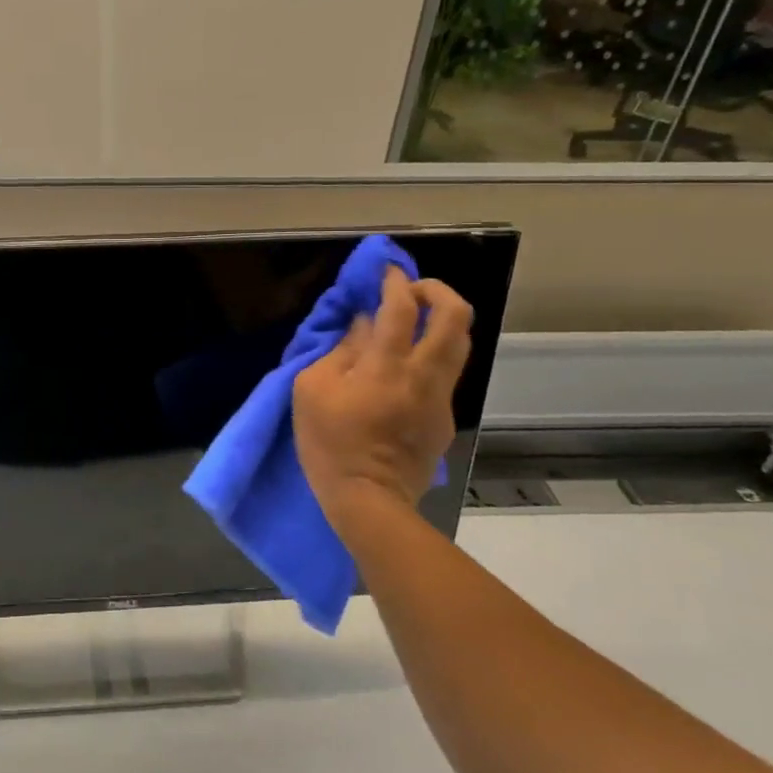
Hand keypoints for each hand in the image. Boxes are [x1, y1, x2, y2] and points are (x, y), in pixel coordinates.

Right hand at [293, 268, 472, 536]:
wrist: (369, 501)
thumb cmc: (330, 444)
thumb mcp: (312, 391)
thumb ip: (339, 351)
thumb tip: (361, 326)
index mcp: (387, 366)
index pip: (402, 307)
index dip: (394, 281)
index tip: (385, 270)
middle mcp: (424, 375)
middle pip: (455, 316)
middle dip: (437, 290)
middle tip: (411, 289)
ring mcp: (440, 398)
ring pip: (460, 343)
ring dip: (440, 321)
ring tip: (414, 320)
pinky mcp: (444, 418)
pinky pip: (445, 373)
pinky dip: (430, 355)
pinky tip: (404, 368)